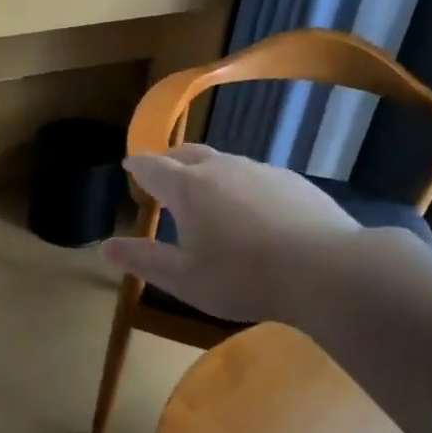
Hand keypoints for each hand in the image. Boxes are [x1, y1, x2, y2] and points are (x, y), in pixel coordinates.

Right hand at [100, 145, 359, 324]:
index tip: (129, 165)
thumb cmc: (243, 277)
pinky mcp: (293, 181)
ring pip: (224, 161)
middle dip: (170, 160)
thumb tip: (105, 247)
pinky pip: (255, 175)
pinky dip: (241, 184)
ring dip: (207, 170)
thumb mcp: (183, 278)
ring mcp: (261, 170)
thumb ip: (143, 260)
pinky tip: (252, 208)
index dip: (137, 166)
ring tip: (206, 191)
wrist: (326, 270)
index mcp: (188, 188)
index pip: (152, 167)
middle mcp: (221, 168)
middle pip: (188, 153)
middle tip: (162, 171)